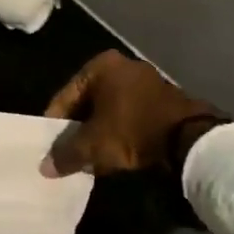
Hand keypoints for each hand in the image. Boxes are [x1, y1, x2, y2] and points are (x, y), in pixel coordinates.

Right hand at [40, 50, 223, 177]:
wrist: (189, 139)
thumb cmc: (131, 130)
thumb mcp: (93, 145)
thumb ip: (66, 154)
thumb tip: (44, 168)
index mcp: (100, 66)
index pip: (66, 96)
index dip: (55, 124)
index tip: (50, 146)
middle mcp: (123, 66)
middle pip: (89, 102)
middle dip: (79, 129)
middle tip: (69, 153)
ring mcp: (146, 81)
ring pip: (110, 110)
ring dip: (100, 132)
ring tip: (90, 158)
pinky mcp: (163, 99)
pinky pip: (131, 116)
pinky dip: (121, 132)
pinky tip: (115, 154)